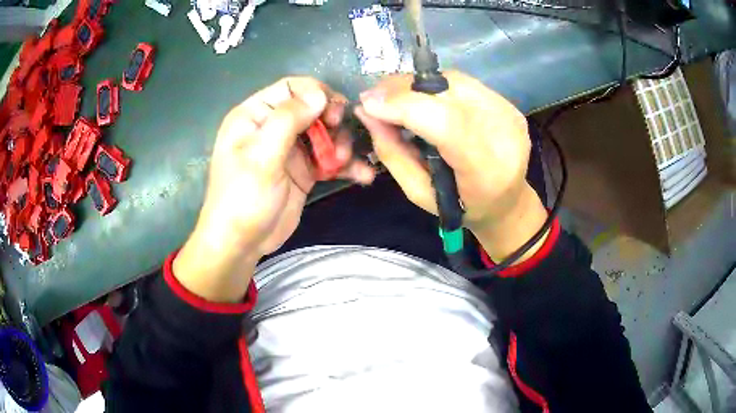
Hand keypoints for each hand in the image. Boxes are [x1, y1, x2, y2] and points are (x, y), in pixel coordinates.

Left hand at [174, 77, 374, 302]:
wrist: (242, 243)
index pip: (291, 88)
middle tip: (340, 140)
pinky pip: (329, 159)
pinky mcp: (303, 171)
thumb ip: (288, 120)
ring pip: (325, 133)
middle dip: (332, 121)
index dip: (315, 94)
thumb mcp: (261, 156)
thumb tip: (319, 93)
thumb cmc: (243, 197)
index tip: (332, 113)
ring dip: (341, 144)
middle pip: (313, 109)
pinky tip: (363, 175)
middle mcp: (273, 127)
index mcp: (255, 115)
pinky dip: (346, 166)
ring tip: (344, 163)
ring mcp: (290, 149)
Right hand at [355, 71, 547, 261]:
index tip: (368, 103)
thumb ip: (392, 153)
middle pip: (449, 93)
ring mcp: (509, 114)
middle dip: (403, 89)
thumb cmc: (461, 207)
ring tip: (394, 97)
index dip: (404, 106)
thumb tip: (366, 112)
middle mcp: (504, 135)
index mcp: (486, 171)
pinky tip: (421, 97)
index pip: (447, 123)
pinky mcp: (508, 104)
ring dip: (417, 84)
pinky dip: (435, 86)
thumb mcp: (419, 192)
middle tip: (374, 97)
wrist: (507, 202)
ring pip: (454, 81)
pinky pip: (463, 83)